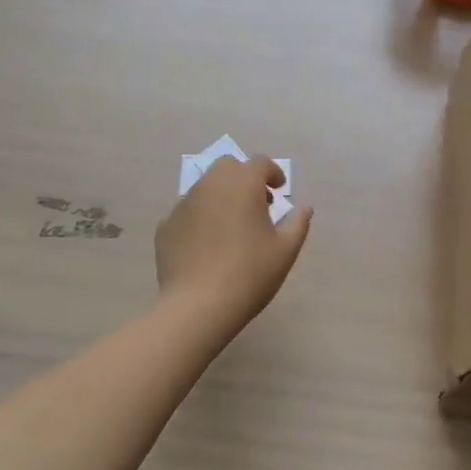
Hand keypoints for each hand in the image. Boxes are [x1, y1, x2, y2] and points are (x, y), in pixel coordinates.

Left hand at [155, 157, 312, 326]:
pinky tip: (206, 245)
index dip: (272, 173)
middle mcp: (211, 184)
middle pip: (228, 167)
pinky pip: (187, 212)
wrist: (197, 306)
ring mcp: (184, 204)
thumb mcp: (285, 250)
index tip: (279, 190)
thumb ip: (298, 223)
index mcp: (243, 183)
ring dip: (221, 196)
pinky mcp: (166, 226)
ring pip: (205, 188)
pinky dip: (200, 218)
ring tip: (231, 226)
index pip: (260, 163)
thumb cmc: (250, 273)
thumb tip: (304, 207)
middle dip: (244, 178)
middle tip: (256, 204)